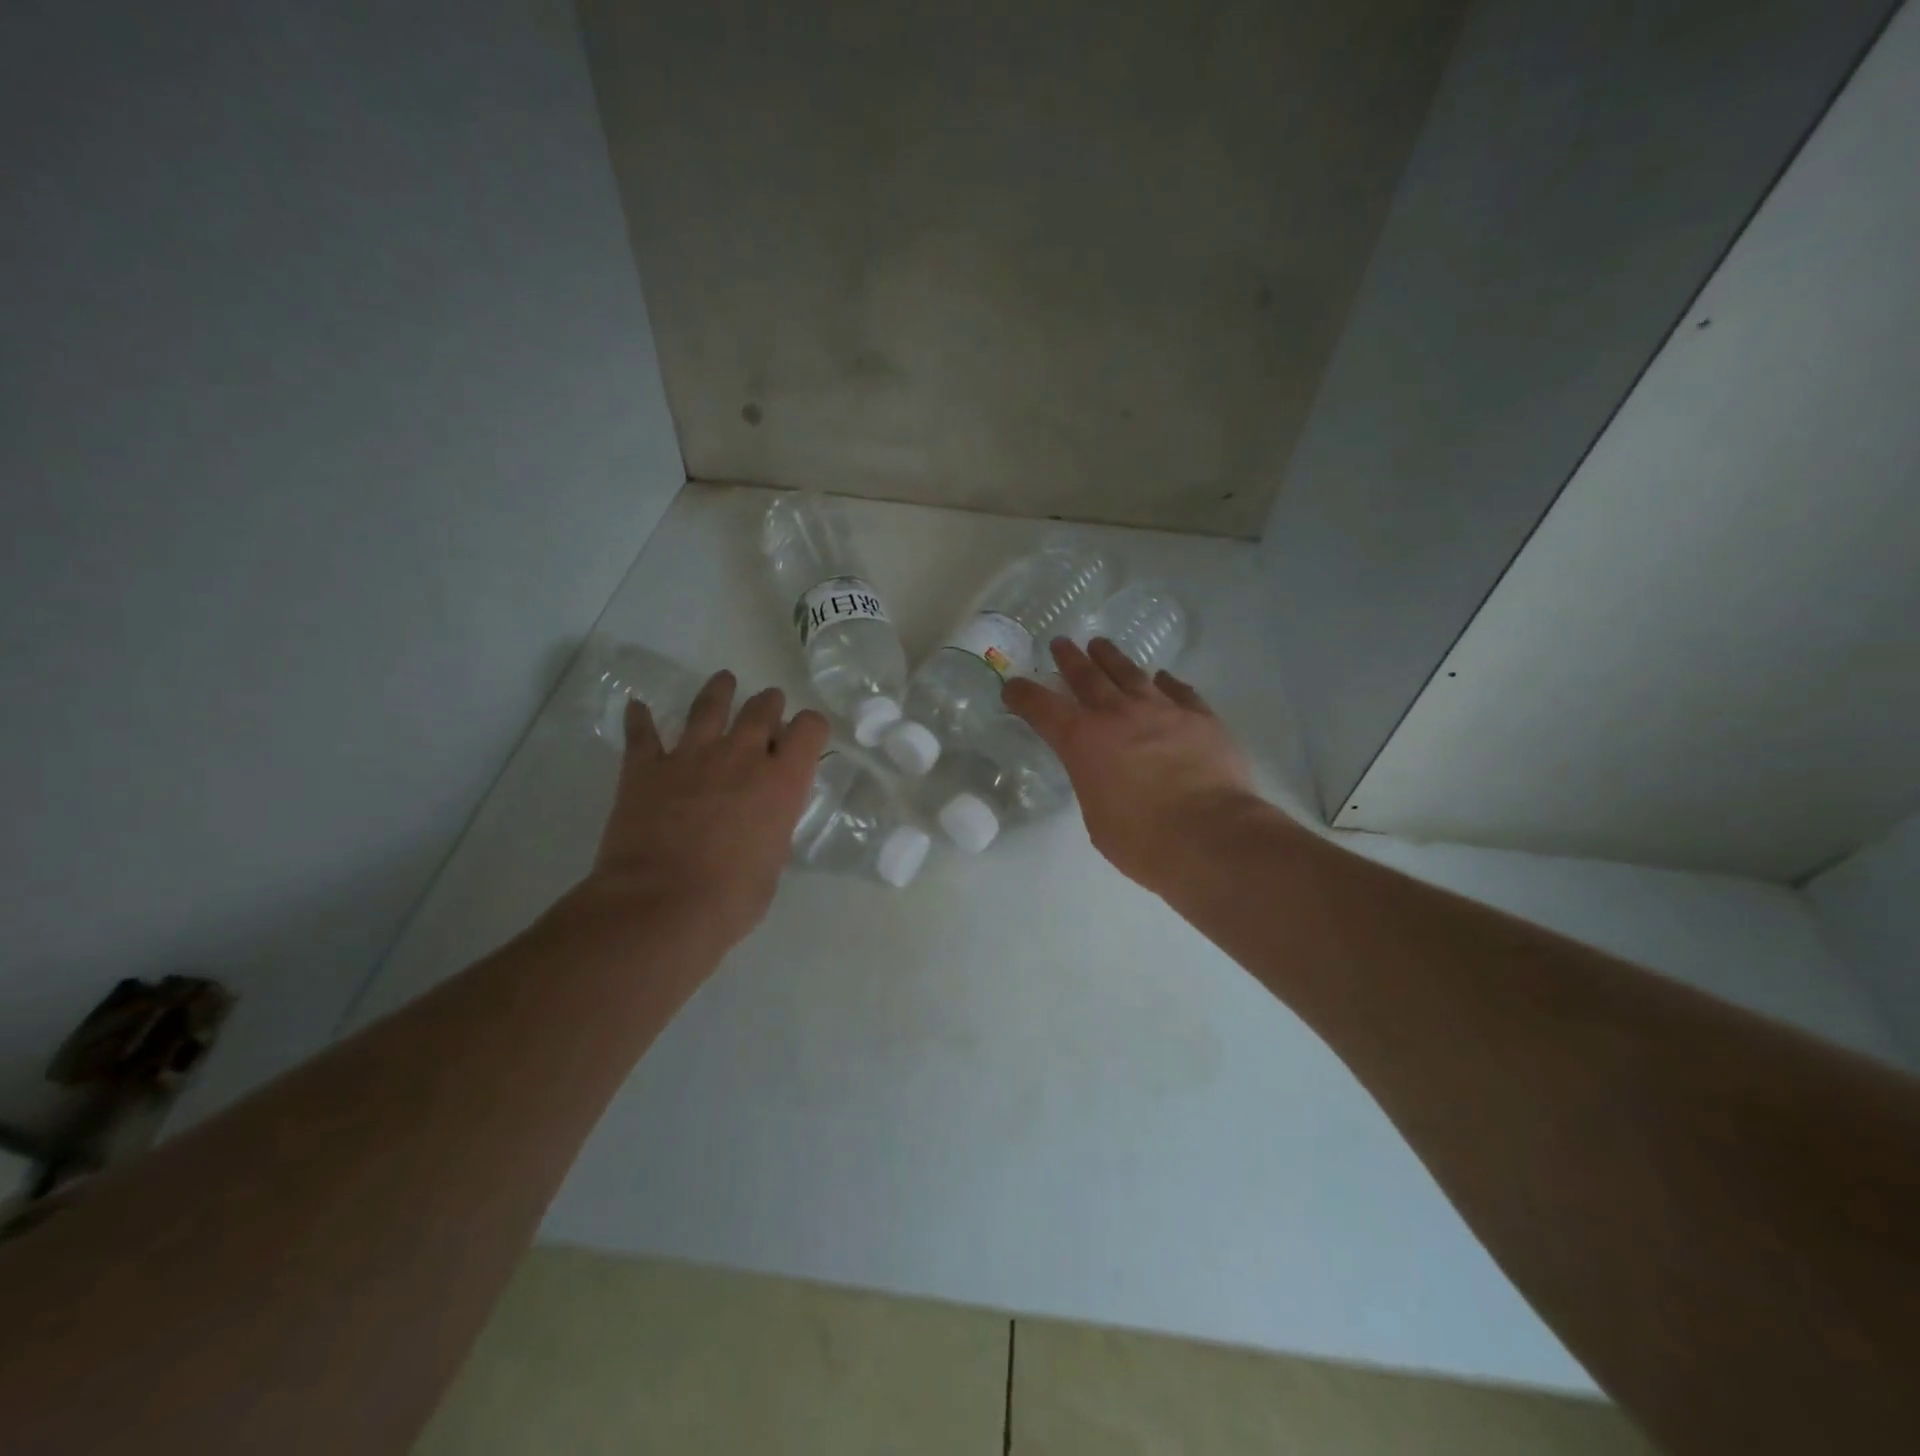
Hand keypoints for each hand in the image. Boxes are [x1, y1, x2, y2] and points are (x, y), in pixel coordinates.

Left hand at [582, 671, 829, 951]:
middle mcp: (742, 756)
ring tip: (724, 681)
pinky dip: (639, 719)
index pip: (810, 728)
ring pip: (708, 706)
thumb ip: (772, 825)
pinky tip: (636, 707)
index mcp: (782, 780)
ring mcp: (691, 756)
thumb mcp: (773, 860)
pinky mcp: (646, 768)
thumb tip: (762, 818)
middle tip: (768, 707)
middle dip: (769, 704)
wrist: (662, 906)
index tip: (804, 737)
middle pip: (762, 709)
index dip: (810, 727)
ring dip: (719, 691)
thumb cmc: (732, 898)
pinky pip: (642, 733)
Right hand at [1004, 638, 1256, 891]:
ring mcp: (1162, 710)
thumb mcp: (1097, 817)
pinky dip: (1165, 682)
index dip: (1023, 694)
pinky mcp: (1200, 717)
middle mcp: (1118, 714)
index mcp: (1083, 741)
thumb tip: (1103, 773)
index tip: (1013, 686)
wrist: (1211, 836)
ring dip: (1111, 658)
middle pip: (1087, 676)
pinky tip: (1162, 677)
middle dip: (1069, 659)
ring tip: (1100, 645)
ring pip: (1130, 673)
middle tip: (1060, 644)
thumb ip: (1094, 784)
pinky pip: (1179, 690)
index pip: (1043, 708)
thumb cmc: (1143, 840)